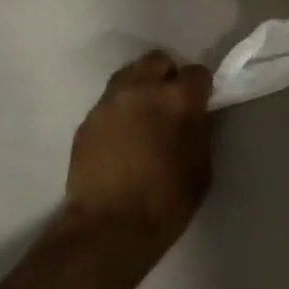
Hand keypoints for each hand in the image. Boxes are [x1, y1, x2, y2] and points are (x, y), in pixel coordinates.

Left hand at [65, 50, 212, 251]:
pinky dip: (120, 111)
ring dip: (141, 87)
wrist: (107, 227)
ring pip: (129, 74)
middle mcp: (140, 88)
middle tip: (171, 102)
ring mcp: (109, 101)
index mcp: (175, 99)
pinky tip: (122, 138)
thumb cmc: (165, 201)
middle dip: (168, 75)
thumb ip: (199, 129)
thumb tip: (194, 114)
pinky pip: (109, 102)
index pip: (197, 73)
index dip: (201, 88)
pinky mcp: (87, 119)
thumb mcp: (201, 167)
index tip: (200, 104)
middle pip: (158, 60)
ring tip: (144, 116)